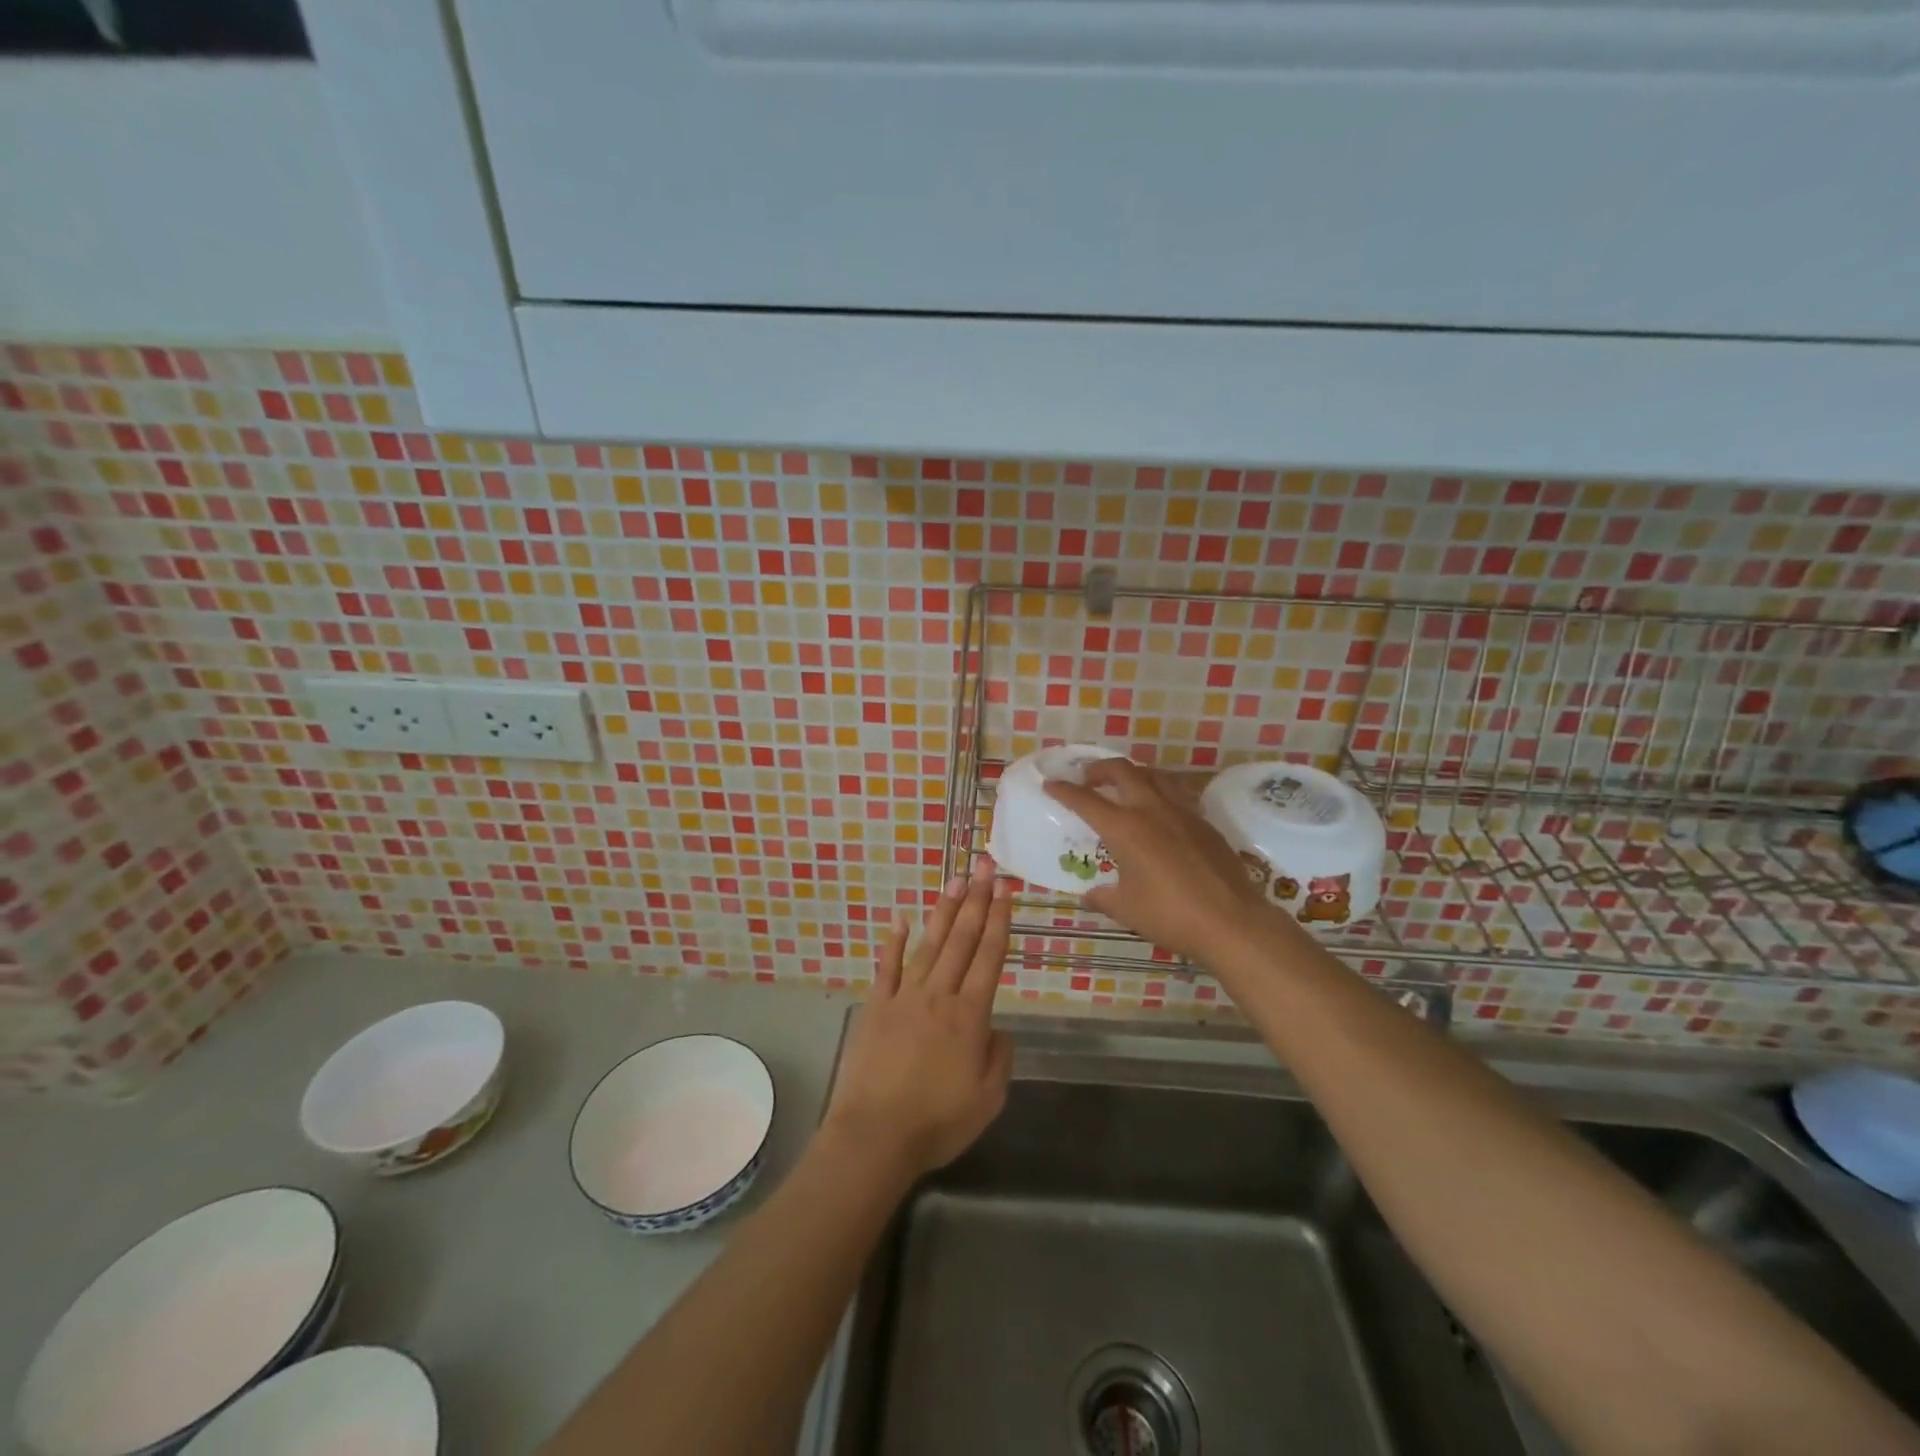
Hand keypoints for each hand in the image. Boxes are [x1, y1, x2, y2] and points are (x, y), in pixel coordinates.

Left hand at [822, 858, 1013, 1180]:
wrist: (875, 1136)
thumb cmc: (937, 1122)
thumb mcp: (988, 1099)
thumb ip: (999, 1057)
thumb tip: (996, 1028)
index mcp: (970, 1016)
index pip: (989, 956)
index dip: (999, 920)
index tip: (1005, 889)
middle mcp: (939, 995)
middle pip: (961, 940)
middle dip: (976, 901)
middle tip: (985, 867)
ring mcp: (904, 997)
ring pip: (929, 945)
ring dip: (944, 911)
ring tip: (956, 881)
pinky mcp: (877, 1007)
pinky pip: (887, 968)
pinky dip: (895, 943)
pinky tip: (902, 920)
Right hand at [1045, 758, 1283, 964]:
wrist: (1232, 921)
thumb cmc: (1171, 915)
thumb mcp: (1126, 910)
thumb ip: (1103, 897)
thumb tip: (1089, 895)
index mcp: (1125, 828)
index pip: (1085, 800)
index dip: (1064, 790)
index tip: (1050, 784)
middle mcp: (1151, 810)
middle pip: (1122, 771)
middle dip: (1099, 769)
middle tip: (1088, 779)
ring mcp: (1182, 812)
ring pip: (1153, 775)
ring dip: (1132, 774)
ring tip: (1124, 786)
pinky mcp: (1204, 822)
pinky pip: (1176, 794)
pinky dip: (1159, 792)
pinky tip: (1159, 813)